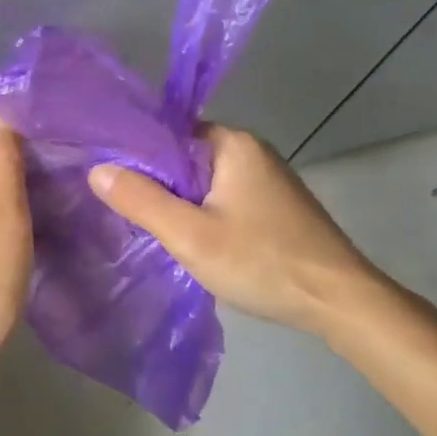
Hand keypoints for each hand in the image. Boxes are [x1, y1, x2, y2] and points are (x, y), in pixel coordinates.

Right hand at [88, 124, 390, 337]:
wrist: (339, 302)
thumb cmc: (262, 262)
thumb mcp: (190, 235)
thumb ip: (141, 200)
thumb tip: (97, 169)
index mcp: (232, 143)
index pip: (168, 133)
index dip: (136, 156)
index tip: (109, 181)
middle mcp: (251, 150)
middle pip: (185, 157)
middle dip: (156, 183)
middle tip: (126, 212)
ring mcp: (266, 178)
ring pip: (203, 181)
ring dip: (179, 202)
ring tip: (152, 229)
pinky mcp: (273, 205)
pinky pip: (223, 197)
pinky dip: (203, 213)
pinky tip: (191, 239)